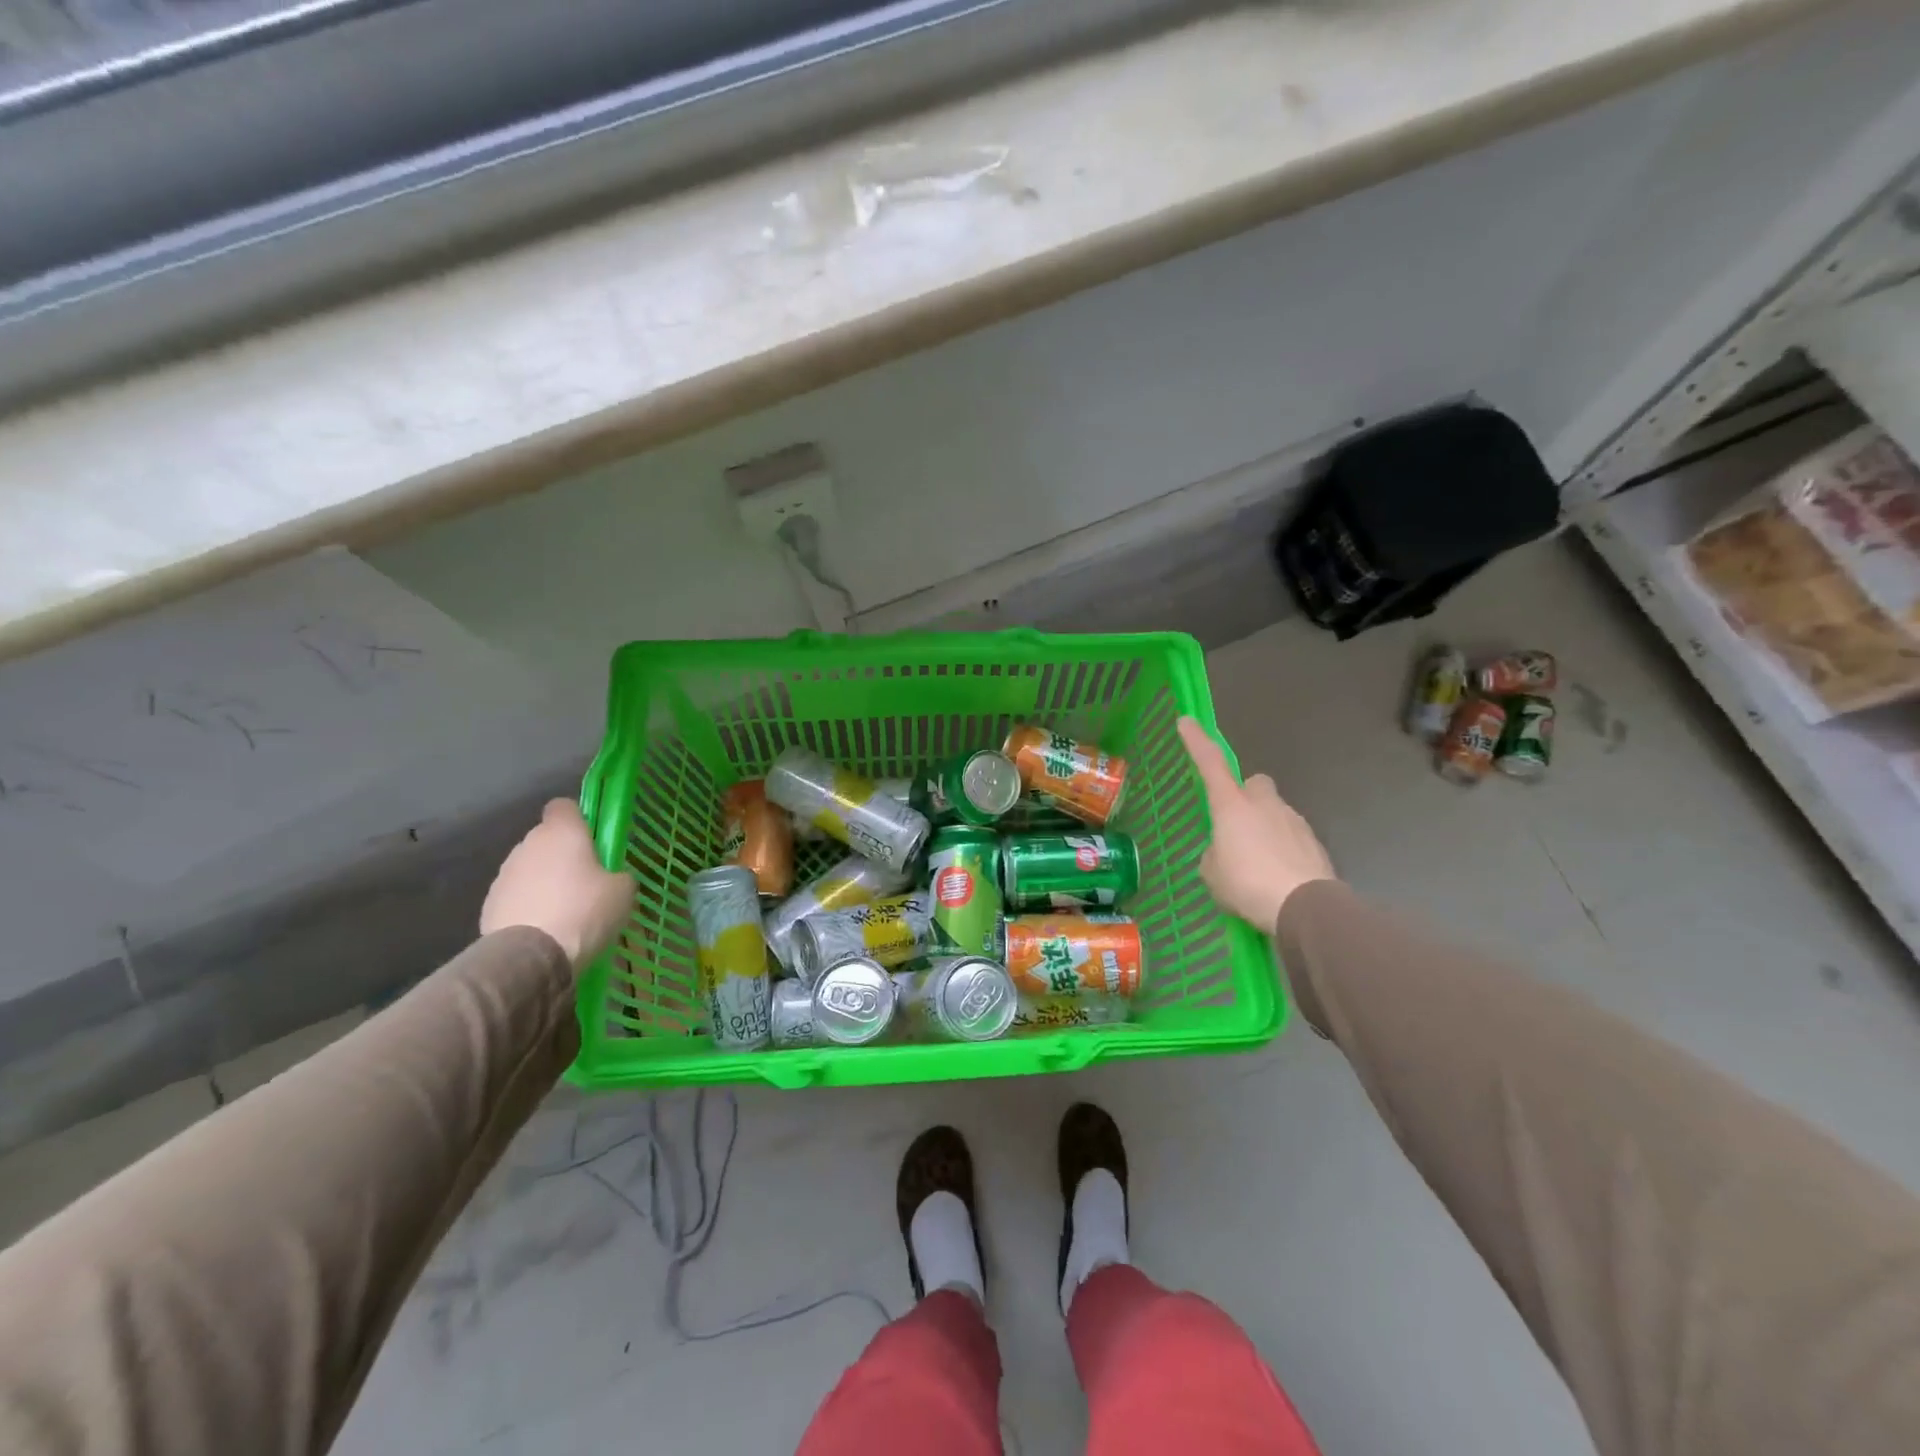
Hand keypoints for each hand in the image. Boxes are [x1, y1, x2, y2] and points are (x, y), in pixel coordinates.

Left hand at [480, 800, 634, 972]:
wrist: (531, 957)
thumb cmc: (584, 911)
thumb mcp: (623, 891)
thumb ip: (618, 875)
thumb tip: (611, 878)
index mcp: (562, 832)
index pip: (564, 806)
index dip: (578, 819)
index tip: (593, 840)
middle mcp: (528, 844)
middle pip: (546, 839)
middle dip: (562, 855)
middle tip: (586, 882)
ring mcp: (504, 875)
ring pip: (529, 869)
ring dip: (544, 882)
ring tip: (564, 912)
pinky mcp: (488, 905)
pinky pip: (516, 897)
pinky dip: (528, 907)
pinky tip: (544, 930)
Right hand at [1177, 716, 1335, 931]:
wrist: (1304, 907)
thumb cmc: (1247, 884)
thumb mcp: (1212, 873)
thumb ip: (1214, 854)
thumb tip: (1225, 852)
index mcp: (1232, 806)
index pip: (1210, 764)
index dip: (1197, 742)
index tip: (1186, 721)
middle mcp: (1263, 804)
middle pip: (1254, 784)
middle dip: (1246, 796)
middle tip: (1236, 824)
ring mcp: (1293, 820)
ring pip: (1274, 811)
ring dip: (1264, 827)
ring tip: (1257, 864)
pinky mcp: (1314, 842)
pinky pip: (1291, 836)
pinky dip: (1283, 849)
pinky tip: (1278, 876)